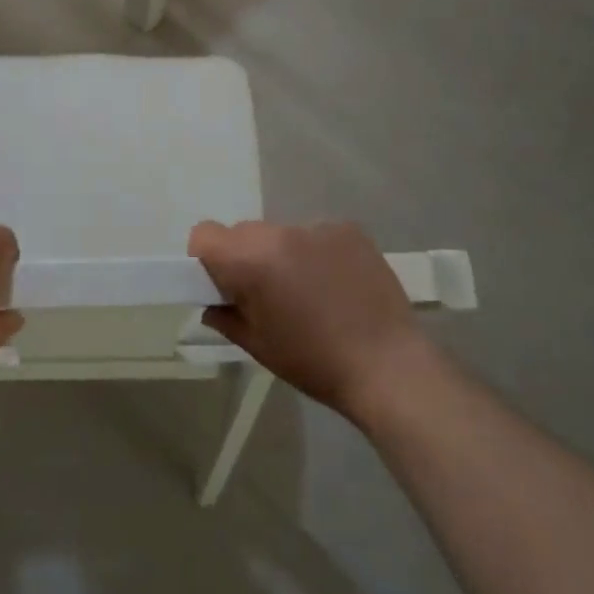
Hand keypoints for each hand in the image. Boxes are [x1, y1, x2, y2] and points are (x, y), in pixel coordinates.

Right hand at [191, 220, 428, 425]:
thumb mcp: (258, 345)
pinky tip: (336, 284)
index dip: (206, 259)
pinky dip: (316, 253)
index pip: (204, 234)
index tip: (224, 286)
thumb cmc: (314, 361)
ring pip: (280, 233)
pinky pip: (315, 234)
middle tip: (267, 295)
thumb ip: (225, 316)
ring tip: (309, 292)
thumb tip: (213, 303)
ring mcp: (317, 227)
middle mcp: (279, 232)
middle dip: (245, 257)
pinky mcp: (349, 230)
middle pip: (243, 232)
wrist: (389, 367)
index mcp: (250, 260)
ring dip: (282, 254)